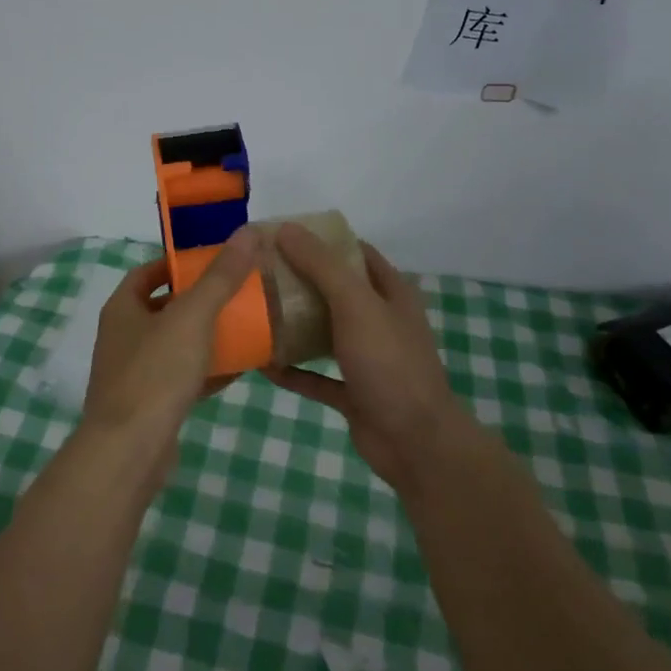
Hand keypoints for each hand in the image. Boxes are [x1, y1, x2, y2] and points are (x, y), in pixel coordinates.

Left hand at [80, 228, 260, 464]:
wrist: (129, 451)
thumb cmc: (155, 373)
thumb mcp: (192, 317)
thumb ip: (220, 277)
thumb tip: (247, 233)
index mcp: (122, 309)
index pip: (147, 273)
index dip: (177, 264)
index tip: (212, 262)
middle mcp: (123, 337)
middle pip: (163, 308)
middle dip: (197, 301)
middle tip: (236, 293)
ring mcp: (134, 373)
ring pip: (174, 345)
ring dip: (205, 336)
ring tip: (244, 326)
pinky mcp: (149, 405)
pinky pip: (181, 378)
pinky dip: (206, 371)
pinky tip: (238, 370)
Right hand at [262, 224, 457, 489]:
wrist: (415, 441)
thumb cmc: (389, 362)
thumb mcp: (355, 304)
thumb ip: (321, 265)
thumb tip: (286, 228)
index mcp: (390, 293)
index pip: (355, 253)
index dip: (323, 241)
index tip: (282, 236)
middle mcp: (379, 321)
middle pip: (335, 292)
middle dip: (300, 281)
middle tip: (259, 273)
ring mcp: (367, 359)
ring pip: (324, 333)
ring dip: (294, 325)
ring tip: (254, 312)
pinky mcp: (352, 393)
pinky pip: (315, 376)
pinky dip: (292, 370)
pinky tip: (262, 363)